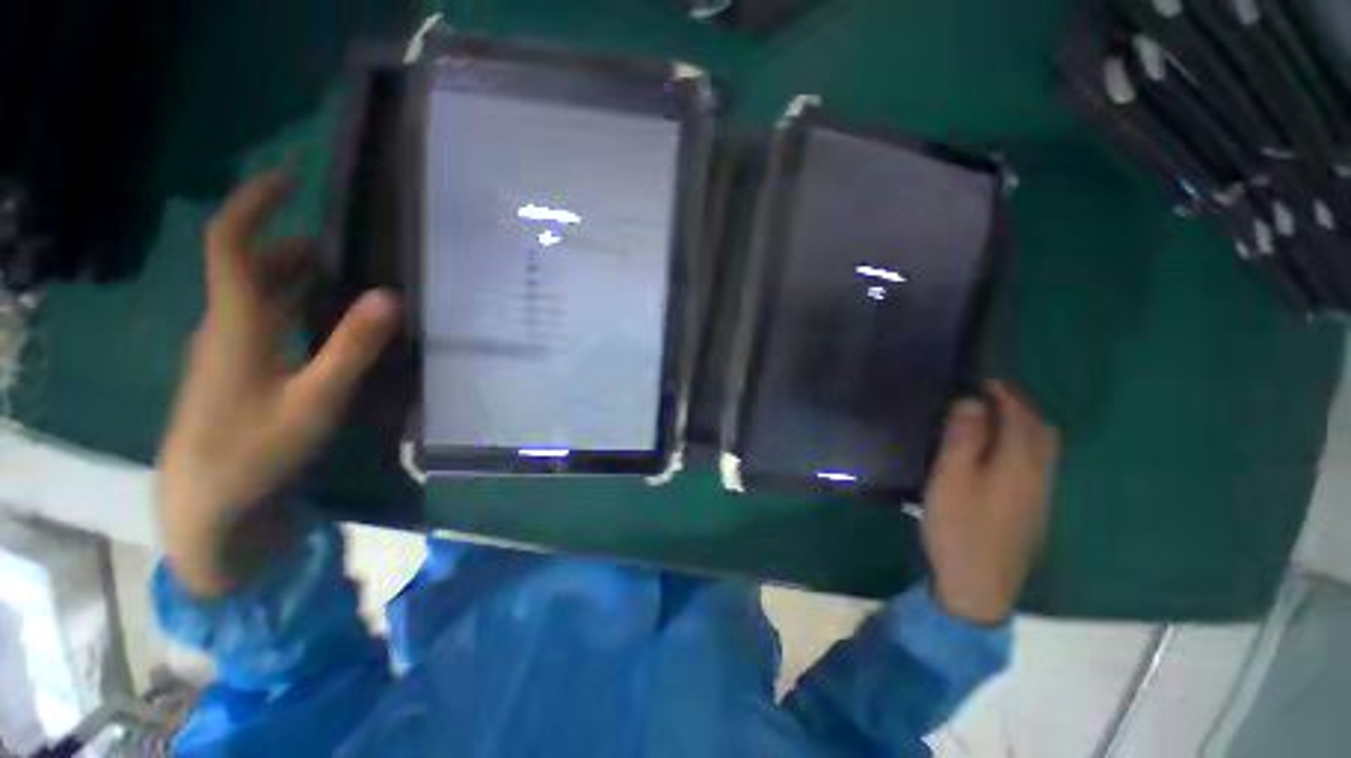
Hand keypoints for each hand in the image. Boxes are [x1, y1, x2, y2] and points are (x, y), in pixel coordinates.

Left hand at [157, 170, 400, 596]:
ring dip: (294, 278)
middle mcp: (224, 324)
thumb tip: (391, 294)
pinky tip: (323, 326)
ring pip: (255, 294)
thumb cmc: (255, 451)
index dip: (255, 202)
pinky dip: (290, 307)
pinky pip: (258, 319)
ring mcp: (224, 349)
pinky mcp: (230, 370)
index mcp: (236, 322)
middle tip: (349, 247)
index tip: (291, 176)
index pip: (232, 241)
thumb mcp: (316, 400)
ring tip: (347, 281)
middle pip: (249, 265)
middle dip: (293, 245)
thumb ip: (353, 346)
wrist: (206, 504)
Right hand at [923, 382, 1059, 624]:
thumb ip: (962, 438)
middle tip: (991, 395)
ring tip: (997, 417)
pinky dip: (1026, 444)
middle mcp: (1039, 473)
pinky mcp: (1034, 508)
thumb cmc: (959, 526)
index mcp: (1018, 462)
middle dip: (1020, 405)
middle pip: (1040, 428)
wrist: (980, 584)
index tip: (982, 379)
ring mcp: (1041, 493)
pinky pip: (1039, 462)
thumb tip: (972, 401)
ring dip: (1025, 424)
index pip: (1018, 415)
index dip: (1002, 394)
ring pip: (1044, 447)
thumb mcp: (951, 478)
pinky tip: (1006, 452)